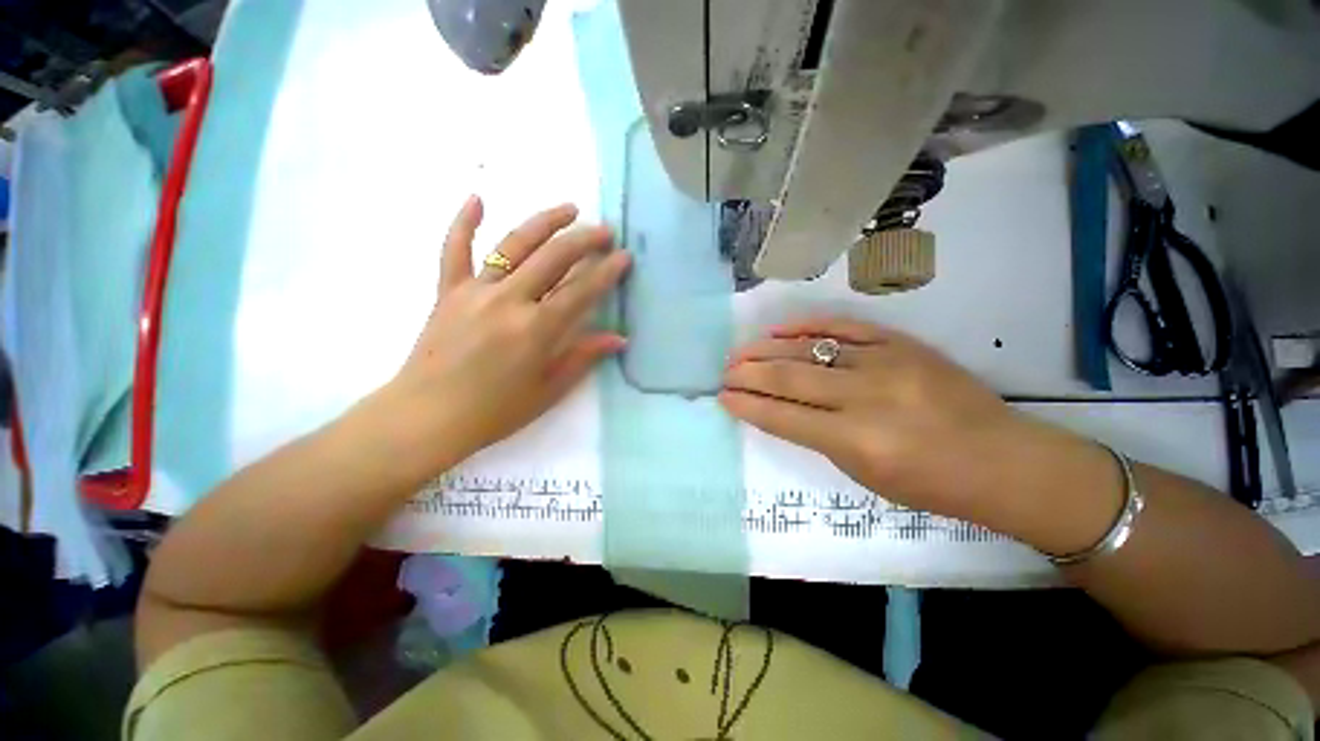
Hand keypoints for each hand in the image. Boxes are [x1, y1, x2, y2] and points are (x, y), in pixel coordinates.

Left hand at [380, 197, 629, 472]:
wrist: (427, 417)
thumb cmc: (495, 411)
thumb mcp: (549, 390)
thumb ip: (583, 357)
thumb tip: (619, 338)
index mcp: (537, 329)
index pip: (582, 291)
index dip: (607, 272)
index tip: (624, 257)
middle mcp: (509, 300)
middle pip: (553, 258)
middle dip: (584, 240)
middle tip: (605, 232)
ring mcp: (475, 291)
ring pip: (514, 245)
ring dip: (544, 222)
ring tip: (569, 209)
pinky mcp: (448, 291)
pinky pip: (454, 250)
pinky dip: (464, 223)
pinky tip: (476, 198)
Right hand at [721, 317, 1109, 537]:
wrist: (1004, 460)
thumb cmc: (931, 484)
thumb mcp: (864, 475)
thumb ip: (818, 437)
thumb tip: (779, 410)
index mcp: (856, 440)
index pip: (782, 417)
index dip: (747, 406)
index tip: (722, 397)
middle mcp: (866, 397)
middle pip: (788, 378)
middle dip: (747, 374)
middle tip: (725, 372)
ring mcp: (886, 363)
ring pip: (809, 349)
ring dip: (767, 349)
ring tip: (740, 352)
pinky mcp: (901, 343)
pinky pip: (844, 326)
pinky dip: (807, 326)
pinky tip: (780, 330)